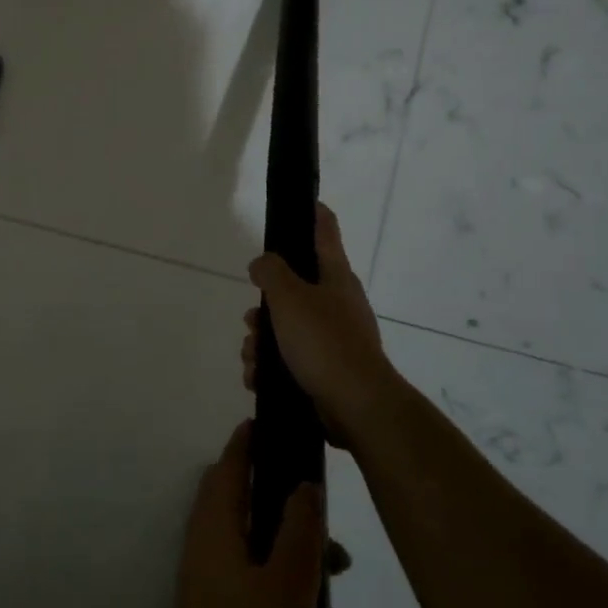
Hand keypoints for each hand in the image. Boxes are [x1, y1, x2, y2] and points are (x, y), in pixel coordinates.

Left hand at [157, 421, 324, 607]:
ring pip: (271, 571)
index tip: (279, 428)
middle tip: (340, 561)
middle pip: (257, 519)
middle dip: (305, 538)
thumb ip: (300, 530)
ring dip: (312, 599)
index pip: (229, 466)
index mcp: (216, 529)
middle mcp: (210, 551)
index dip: (251, 443)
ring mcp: (215, 591)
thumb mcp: (290, 587)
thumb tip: (304, 484)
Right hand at [244, 203, 396, 449]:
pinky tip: (258, 378)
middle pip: (294, 289)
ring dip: (262, 341)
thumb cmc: (324, 342)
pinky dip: (271, 366)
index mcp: (336, 277)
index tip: (303, 201)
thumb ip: (271, 272)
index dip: (314, 213)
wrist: (356, 406)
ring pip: (286, 327)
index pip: (325, 232)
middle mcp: (337, 303)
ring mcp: (334, 338)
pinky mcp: (326, 370)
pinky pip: (290, 359)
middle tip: (252, 317)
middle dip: (265, 305)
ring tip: (252, 357)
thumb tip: (262, 263)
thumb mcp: (290, 298)